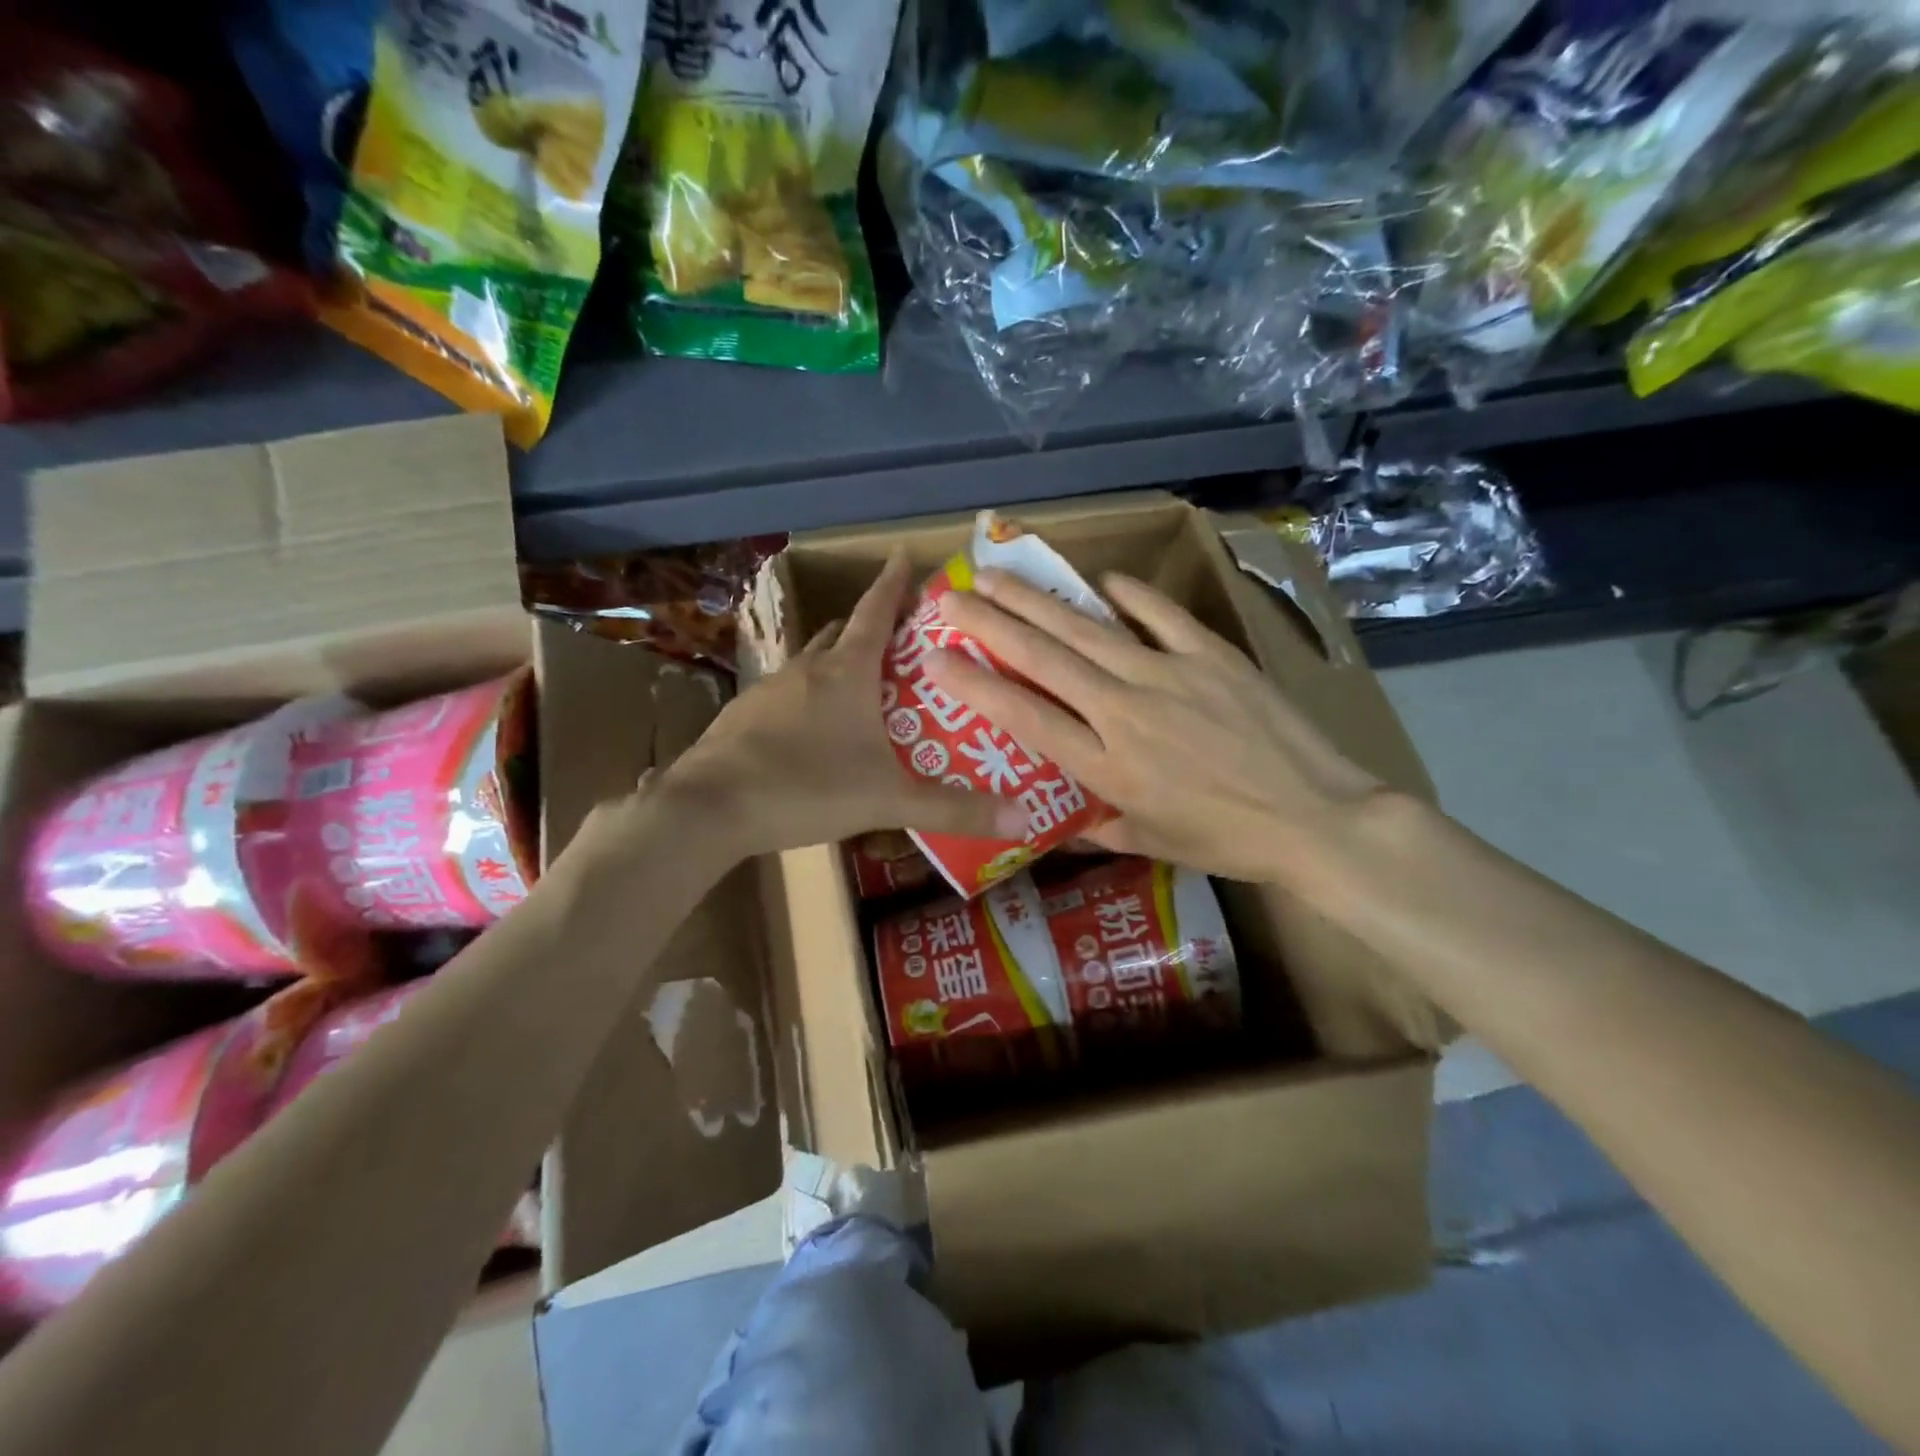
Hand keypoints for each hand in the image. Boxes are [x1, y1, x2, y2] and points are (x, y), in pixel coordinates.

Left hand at [659, 550, 1028, 859]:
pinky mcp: (743, 717)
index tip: (903, 556)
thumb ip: (953, 809)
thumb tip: (1023, 819)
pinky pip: (786, 695)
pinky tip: (814, 730)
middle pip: (844, 634)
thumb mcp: (888, 800)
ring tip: (863, 683)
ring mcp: (769, 691)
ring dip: (838, 663)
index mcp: (846, 673)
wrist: (709, 808)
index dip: (893, 584)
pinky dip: (808, 698)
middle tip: (900, 638)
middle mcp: (807, 670)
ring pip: (812, 664)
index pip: (877, 613)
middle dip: (871, 627)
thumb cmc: (806, 787)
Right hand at [927, 568, 1387, 887]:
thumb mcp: (1151, 843)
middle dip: (991, 623)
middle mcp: (1124, 710)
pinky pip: (1160, 615)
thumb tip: (1056, 825)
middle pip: (1045, 657)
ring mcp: (1168, 674)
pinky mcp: (1210, 655)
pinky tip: (1102, 580)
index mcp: (1105, 764)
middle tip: (953, 596)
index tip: (936, 657)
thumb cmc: (1227, 840)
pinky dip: (1130, 595)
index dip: (975, 684)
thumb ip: (1095, 829)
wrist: (1315, 817)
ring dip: (1038, 600)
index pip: (1024, 716)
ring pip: (1088, 628)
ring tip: (999, 575)